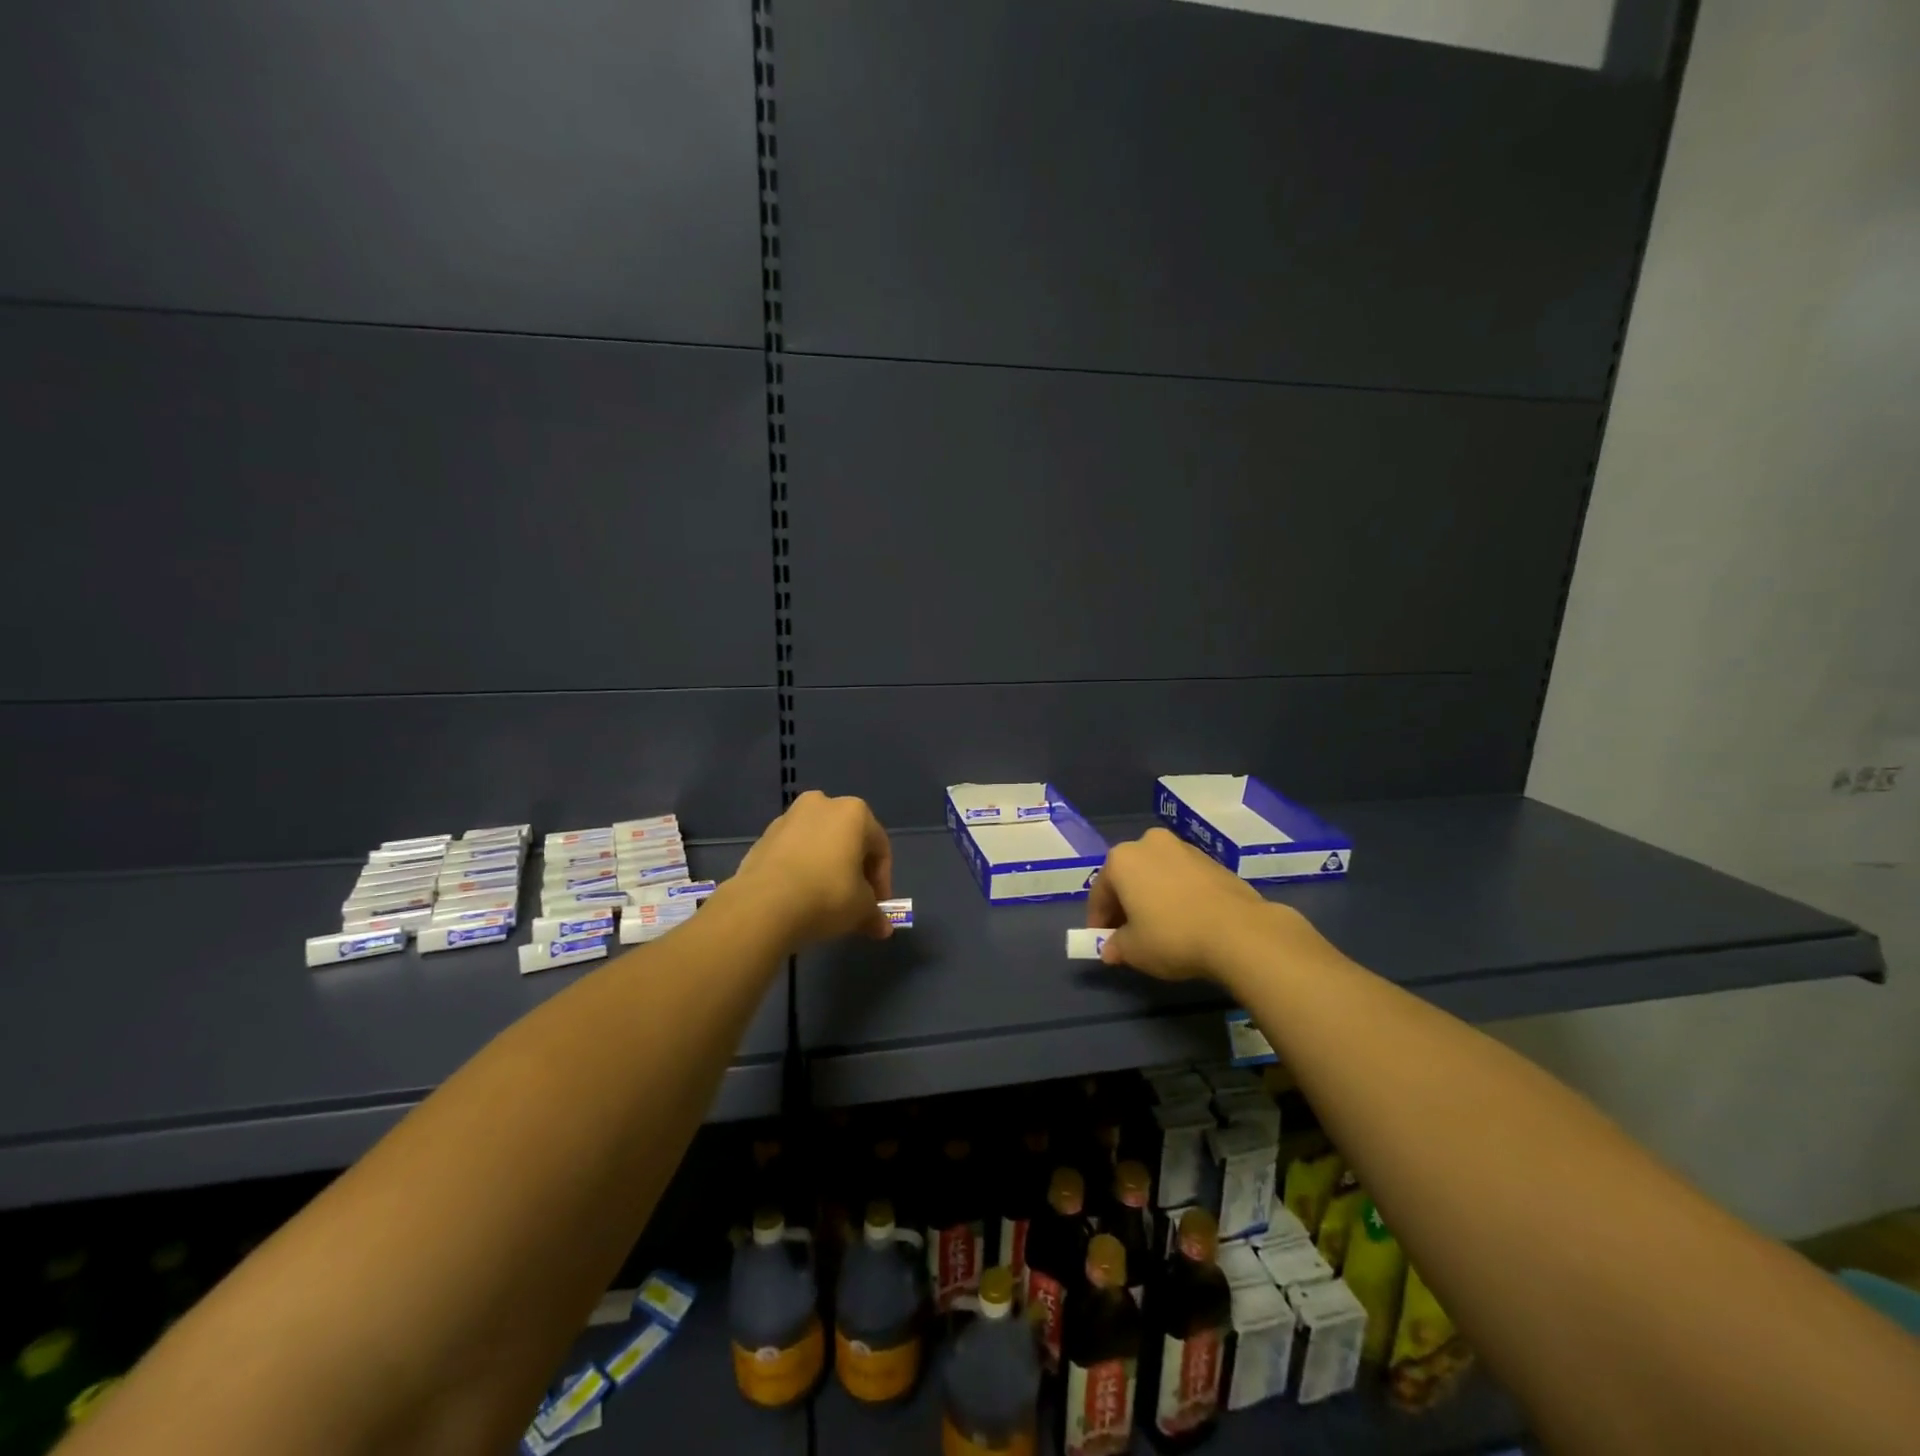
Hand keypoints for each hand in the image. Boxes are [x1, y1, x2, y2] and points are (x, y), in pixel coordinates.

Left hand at [733, 790, 894, 948]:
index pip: (879, 848)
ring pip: (818, 843)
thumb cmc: (827, 895)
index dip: (882, 879)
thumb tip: (883, 929)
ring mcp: (788, 818)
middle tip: (854, 900)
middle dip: (854, 870)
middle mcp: (822, 804)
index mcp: (854, 812)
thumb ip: (874, 914)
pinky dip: (801, 868)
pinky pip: (793, 852)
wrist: (764, 904)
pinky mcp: (763, 836)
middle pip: (848, 840)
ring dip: (826, 867)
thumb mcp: (861, 909)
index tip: (877, 905)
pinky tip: (799, 895)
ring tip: (824, 899)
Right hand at [1086, 827, 1276, 981]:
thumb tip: (1111, 949)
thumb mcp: (1134, 950)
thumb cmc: (1172, 936)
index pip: (1100, 892)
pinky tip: (1186, 920)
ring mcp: (1184, 848)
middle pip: (1128, 877)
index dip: (1098, 919)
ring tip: (1159, 928)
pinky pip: (1182, 878)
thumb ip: (1116, 946)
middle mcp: (1149, 844)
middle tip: (1128, 934)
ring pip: (1156, 874)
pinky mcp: (1212, 860)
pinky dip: (1177, 895)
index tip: (1102, 941)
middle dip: (1125, 904)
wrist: (1239, 931)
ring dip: (1152, 897)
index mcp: (1122, 859)